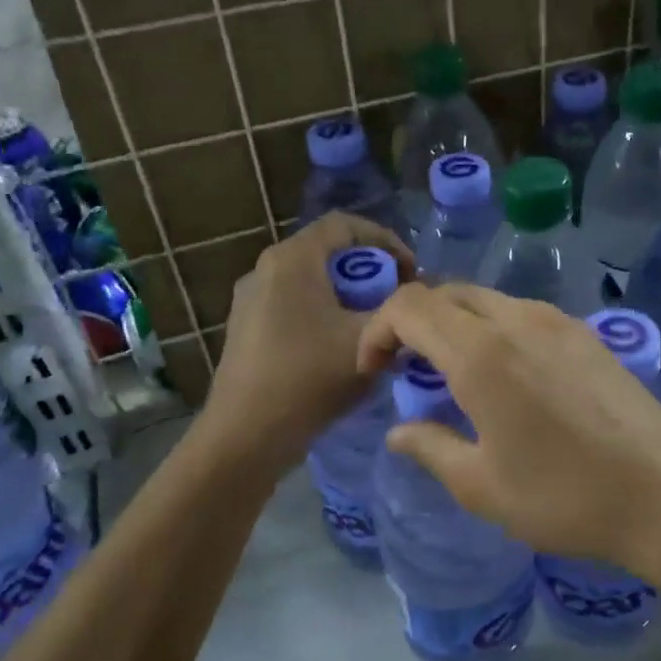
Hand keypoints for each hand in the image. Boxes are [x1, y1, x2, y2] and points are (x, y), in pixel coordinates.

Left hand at [200, 213, 412, 467]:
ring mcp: (250, 299)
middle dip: (370, 272)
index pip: (345, 224)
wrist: (246, 436)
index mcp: (293, 260)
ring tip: (373, 325)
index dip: (386, 240)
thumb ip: (398, 311)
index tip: (412, 272)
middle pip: (328, 252)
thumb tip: (415, 298)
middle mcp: (266, 269)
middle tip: (397, 300)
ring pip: (311, 281)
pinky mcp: (246, 328)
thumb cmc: (309, 378)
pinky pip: (294, 305)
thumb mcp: (367, 340)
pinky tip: (339, 349)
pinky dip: (324, 313)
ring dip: (348, 295)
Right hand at [356, 284, 660, 582]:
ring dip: (457, 325)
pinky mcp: (588, 335)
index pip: (410, 306)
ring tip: (455, 376)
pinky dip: (495, 331)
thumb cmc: (565, 498)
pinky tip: (508, 378)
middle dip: (414, 323)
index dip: (379, 329)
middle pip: (447, 293)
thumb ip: (430, 448)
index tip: (375, 371)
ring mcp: (560, 322)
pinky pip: (525, 315)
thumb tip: (399, 430)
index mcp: (482, 354)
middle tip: (408, 371)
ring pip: (488, 301)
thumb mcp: (482, 487)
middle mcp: (518, 321)